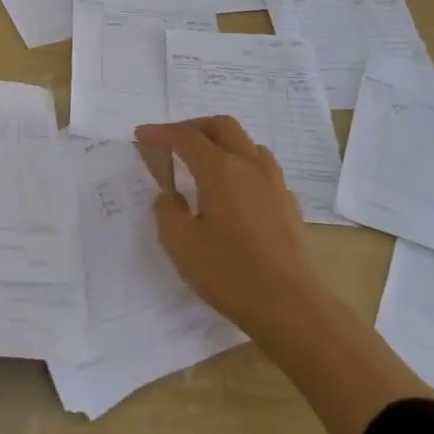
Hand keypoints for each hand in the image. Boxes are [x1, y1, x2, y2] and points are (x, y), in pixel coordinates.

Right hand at [135, 117, 330, 349]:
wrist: (292, 307)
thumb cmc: (230, 273)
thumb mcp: (180, 244)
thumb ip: (167, 211)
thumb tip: (170, 195)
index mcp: (220, 169)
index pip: (186, 137)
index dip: (161, 133)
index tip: (141, 135)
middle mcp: (249, 165)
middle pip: (221, 126)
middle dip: (193, 127)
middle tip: (171, 141)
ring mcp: (274, 183)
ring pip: (246, 143)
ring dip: (220, 142)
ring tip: (202, 162)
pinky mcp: (288, 203)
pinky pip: (261, 167)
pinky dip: (240, 164)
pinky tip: (232, 190)